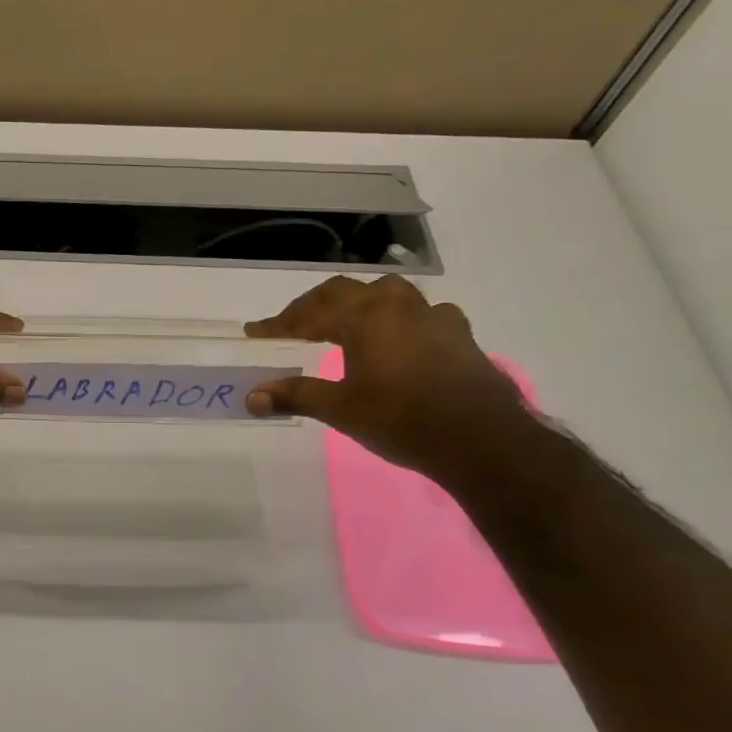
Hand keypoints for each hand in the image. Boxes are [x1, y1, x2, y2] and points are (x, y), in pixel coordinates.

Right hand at [244, 276, 531, 473]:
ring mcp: (434, 317)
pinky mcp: (460, 335)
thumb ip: (295, 396)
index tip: (255, 332)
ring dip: (361, 303)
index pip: (310, 311)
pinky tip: (403, 338)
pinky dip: (402, 319)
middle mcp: (397, 306)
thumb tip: (251, 397)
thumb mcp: (340, 409)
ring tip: (348, 321)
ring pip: (389, 294)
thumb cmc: (401, 419)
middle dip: (315, 307)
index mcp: (364, 317)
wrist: (480, 440)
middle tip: (294, 326)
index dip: (279, 322)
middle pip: (346, 292)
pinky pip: (423, 313)